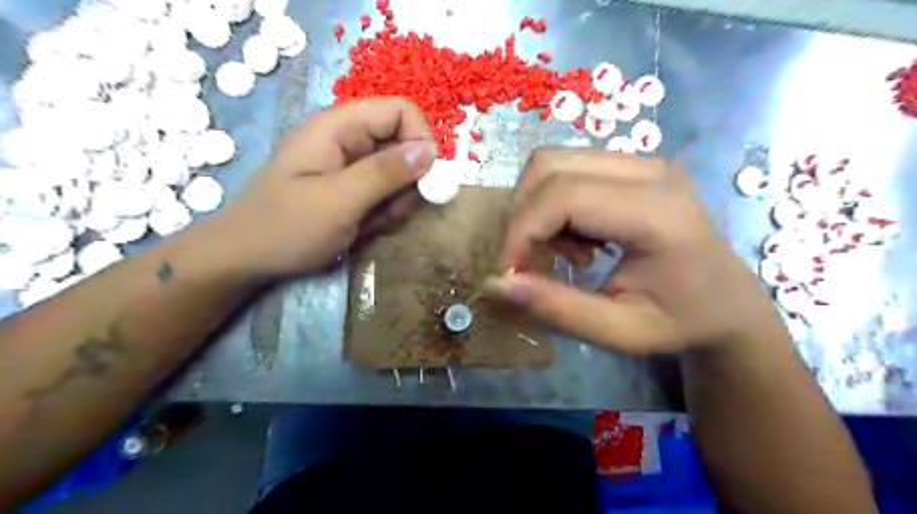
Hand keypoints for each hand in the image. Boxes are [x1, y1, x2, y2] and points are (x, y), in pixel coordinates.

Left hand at [208, 96, 436, 279]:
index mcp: (339, 127)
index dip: (420, 140)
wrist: (246, 260)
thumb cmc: (286, 227)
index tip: (424, 179)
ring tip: (370, 223)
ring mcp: (349, 165)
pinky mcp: (351, 188)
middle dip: (406, 182)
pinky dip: (384, 212)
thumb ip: (385, 173)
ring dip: (395, 202)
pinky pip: (385, 193)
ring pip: (398, 173)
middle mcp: (347, 139)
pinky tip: (364, 228)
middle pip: (403, 144)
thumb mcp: (339, 201)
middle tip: (389, 211)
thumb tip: (430, 151)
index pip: (400, 111)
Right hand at [486, 149, 788, 352]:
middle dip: (521, 216)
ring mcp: (643, 161)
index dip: (521, 232)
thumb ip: (557, 308)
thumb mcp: (619, 332)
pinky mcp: (633, 163)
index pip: (562, 196)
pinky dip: (552, 203)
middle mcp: (650, 171)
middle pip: (549, 166)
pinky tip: (576, 238)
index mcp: (657, 213)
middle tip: (529, 261)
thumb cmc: (680, 322)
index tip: (507, 274)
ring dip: (536, 208)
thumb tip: (496, 283)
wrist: (728, 302)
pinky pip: (567, 168)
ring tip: (561, 251)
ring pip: (553, 162)